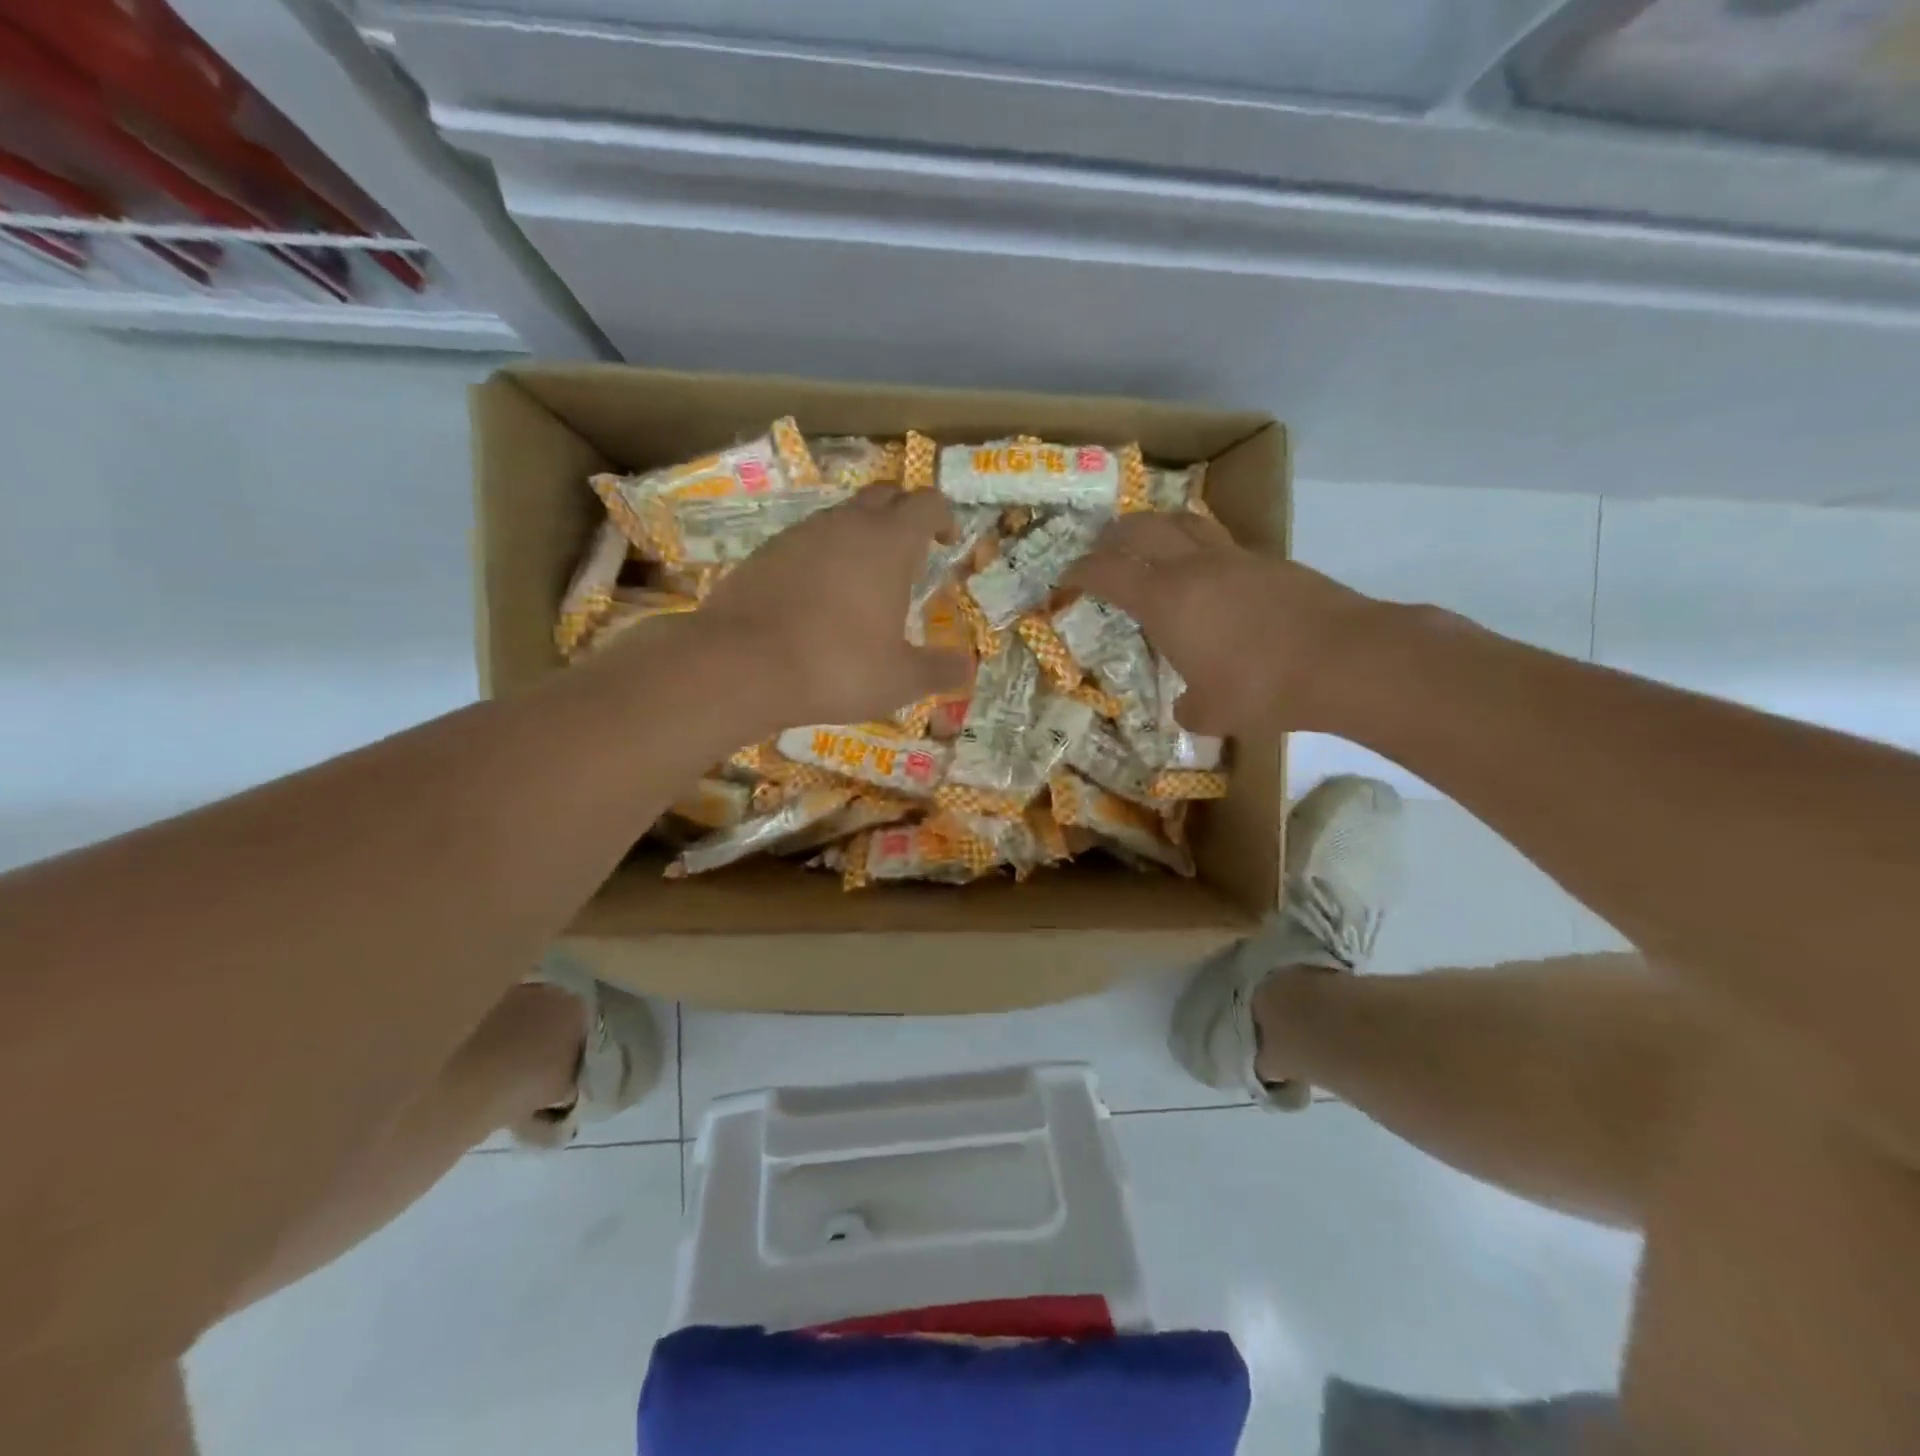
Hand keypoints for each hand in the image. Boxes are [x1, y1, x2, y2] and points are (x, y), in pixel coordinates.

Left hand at [694, 486, 972, 725]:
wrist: (740, 665)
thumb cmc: (835, 667)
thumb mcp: (900, 679)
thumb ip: (939, 670)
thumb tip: (967, 666)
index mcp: (888, 543)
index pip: (927, 503)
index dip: (943, 516)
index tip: (947, 541)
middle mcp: (845, 525)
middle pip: (884, 495)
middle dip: (903, 515)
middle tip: (910, 552)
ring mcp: (799, 534)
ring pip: (840, 517)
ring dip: (860, 535)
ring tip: (864, 580)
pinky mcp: (764, 553)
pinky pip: (805, 542)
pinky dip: (822, 557)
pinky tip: (817, 597)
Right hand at [1064, 512, 1373, 735]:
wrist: (1344, 659)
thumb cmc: (1261, 688)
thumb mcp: (1213, 712)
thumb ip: (1191, 707)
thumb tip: (1188, 706)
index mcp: (1165, 600)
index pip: (1108, 572)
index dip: (1081, 571)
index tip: (1067, 576)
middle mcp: (1194, 567)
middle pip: (1142, 528)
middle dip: (1114, 534)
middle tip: (1103, 546)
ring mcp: (1236, 558)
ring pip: (1186, 522)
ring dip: (1160, 526)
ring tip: (1153, 540)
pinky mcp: (1272, 562)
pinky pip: (1224, 544)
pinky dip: (1203, 549)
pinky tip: (1211, 576)